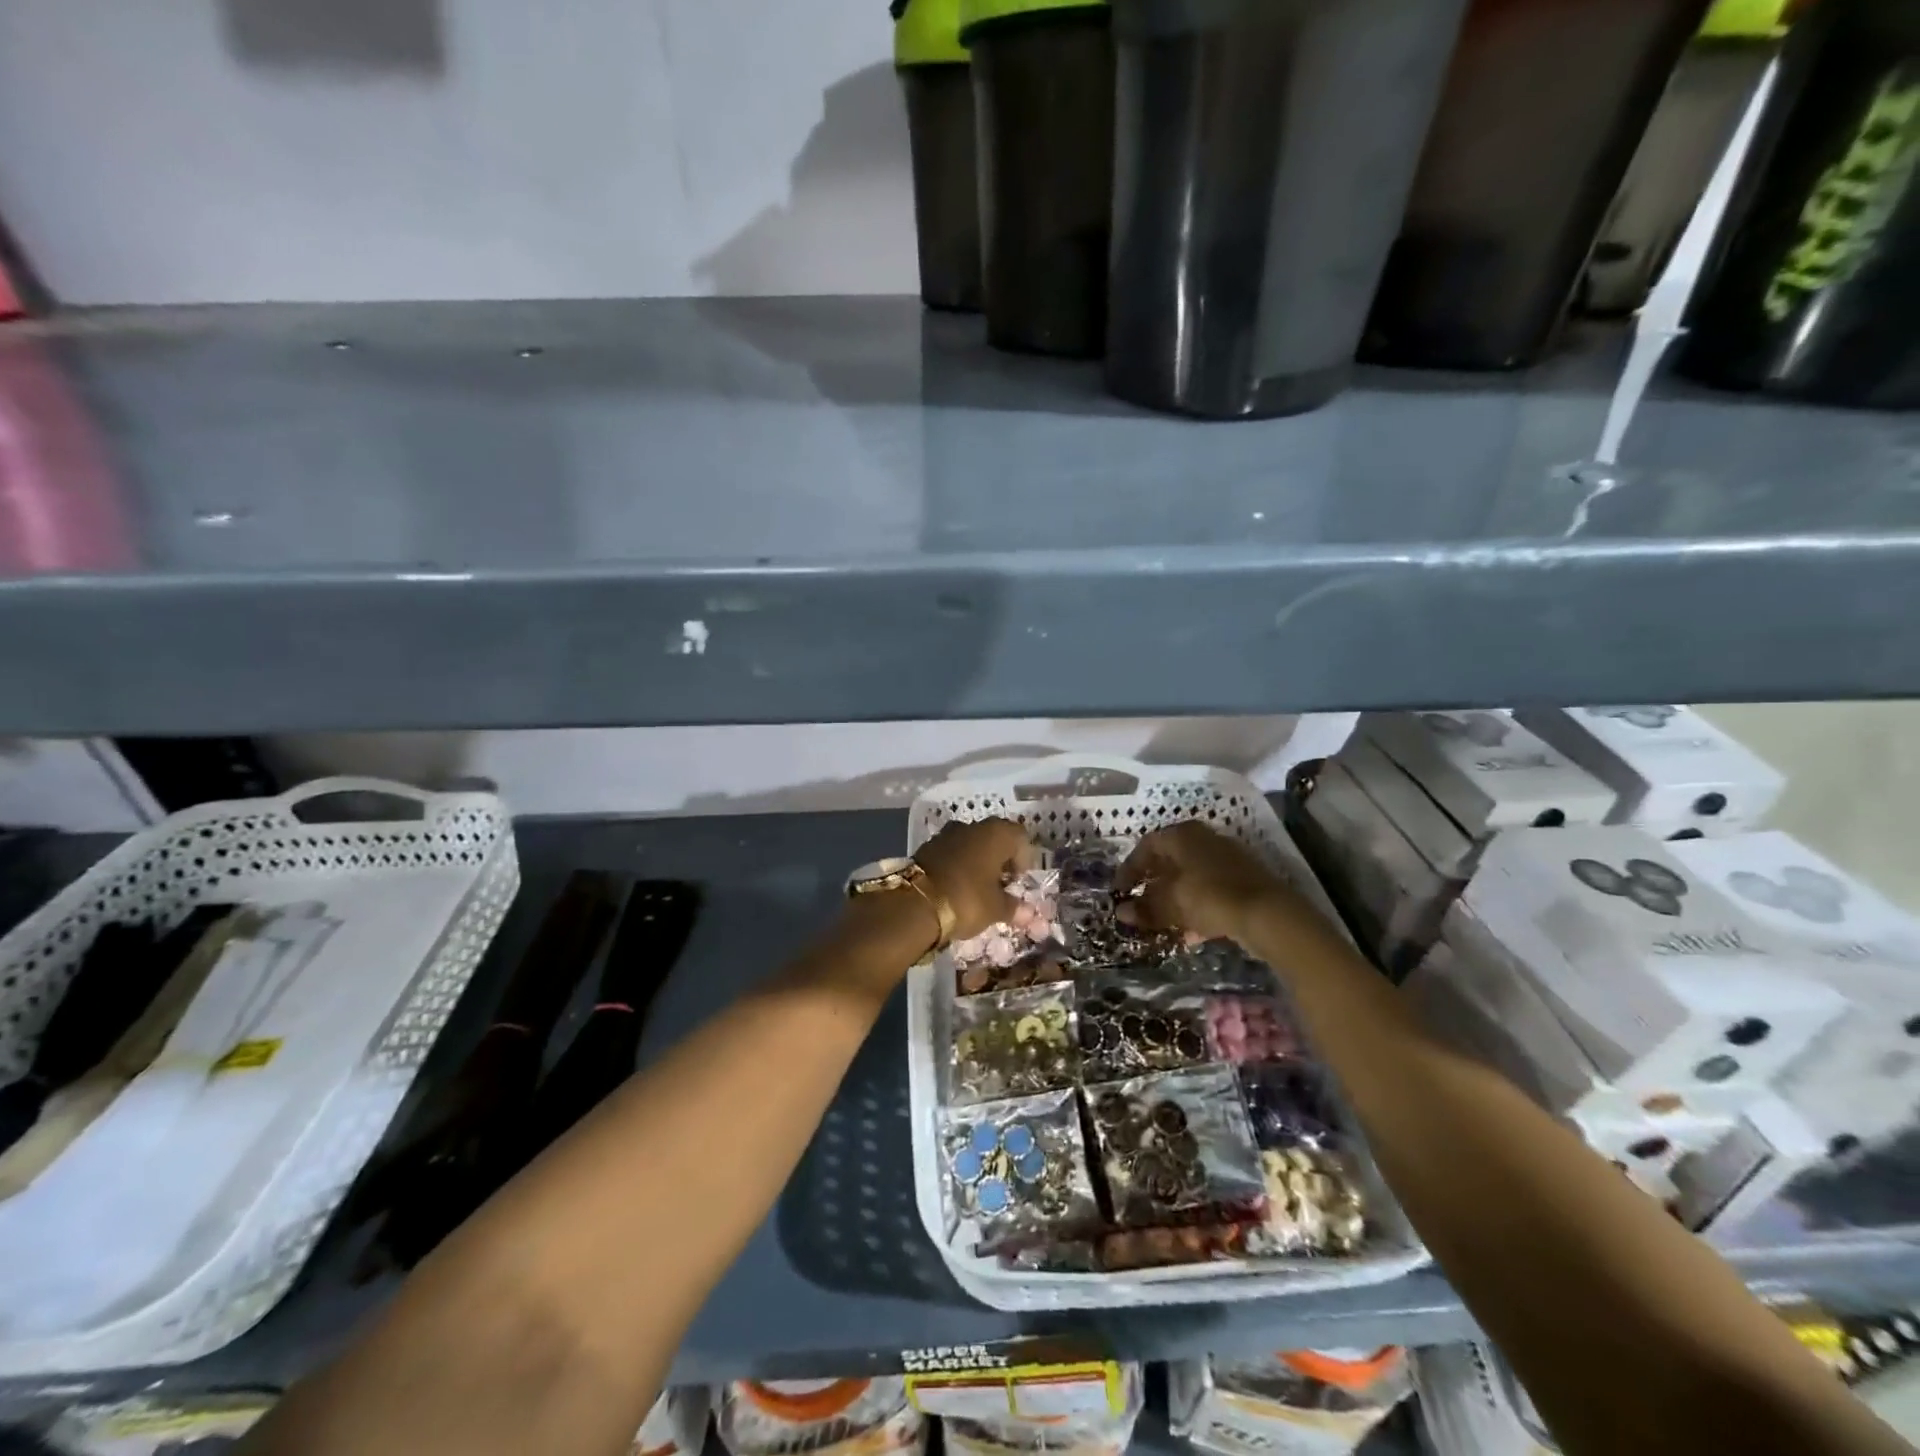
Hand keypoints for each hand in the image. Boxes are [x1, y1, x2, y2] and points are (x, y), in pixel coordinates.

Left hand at [915, 817, 1037, 941]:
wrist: (914, 903)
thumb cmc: (966, 899)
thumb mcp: (995, 908)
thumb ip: (1014, 908)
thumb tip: (1029, 914)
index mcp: (995, 833)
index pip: (1020, 837)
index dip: (1023, 859)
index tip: (1017, 882)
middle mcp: (972, 826)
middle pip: (995, 838)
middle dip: (1000, 860)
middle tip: (1000, 886)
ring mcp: (947, 834)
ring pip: (971, 844)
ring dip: (978, 862)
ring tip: (978, 889)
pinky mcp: (927, 846)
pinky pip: (951, 852)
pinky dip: (958, 865)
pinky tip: (957, 887)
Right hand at [1116, 821, 1302, 947]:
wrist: (1268, 913)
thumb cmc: (1210, 896)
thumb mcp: (1171, 903)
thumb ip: (1145, 907)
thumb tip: (1121, 913)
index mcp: (1183, 835)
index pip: (1146, 846)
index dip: (1129, 869)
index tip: (1119, 891)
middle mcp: (1204, 840)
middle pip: (1169, 862)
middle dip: (1152, 887)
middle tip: (1139, 906)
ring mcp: (1226, 859)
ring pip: (1190, 879)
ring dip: (1174, 902)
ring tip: (1163, 925)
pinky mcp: (1243, 881)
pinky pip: (1210, 892)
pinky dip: (1196, 910)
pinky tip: (1191, 935)